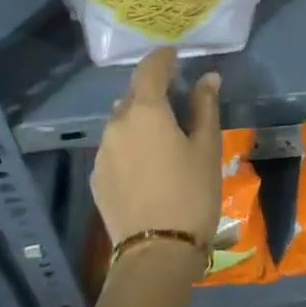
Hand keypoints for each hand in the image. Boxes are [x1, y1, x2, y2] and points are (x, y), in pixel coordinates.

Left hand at [92, 48, 222, 254]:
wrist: (156, 253)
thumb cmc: (191, 194)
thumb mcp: (207, 148)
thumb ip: (205, 107)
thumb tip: (208, 77)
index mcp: (146, 110)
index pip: (150, 69)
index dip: (163, 57)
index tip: (175, 53)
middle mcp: (117, 123)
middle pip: (134, 95)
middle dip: (152, 90)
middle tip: (175, 97)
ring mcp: (103, 151)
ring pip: (121, 121)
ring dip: (139, 118)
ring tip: (161, 133)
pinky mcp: (97, 177)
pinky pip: (115, 147)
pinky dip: (129, 144)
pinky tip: (146, 163)